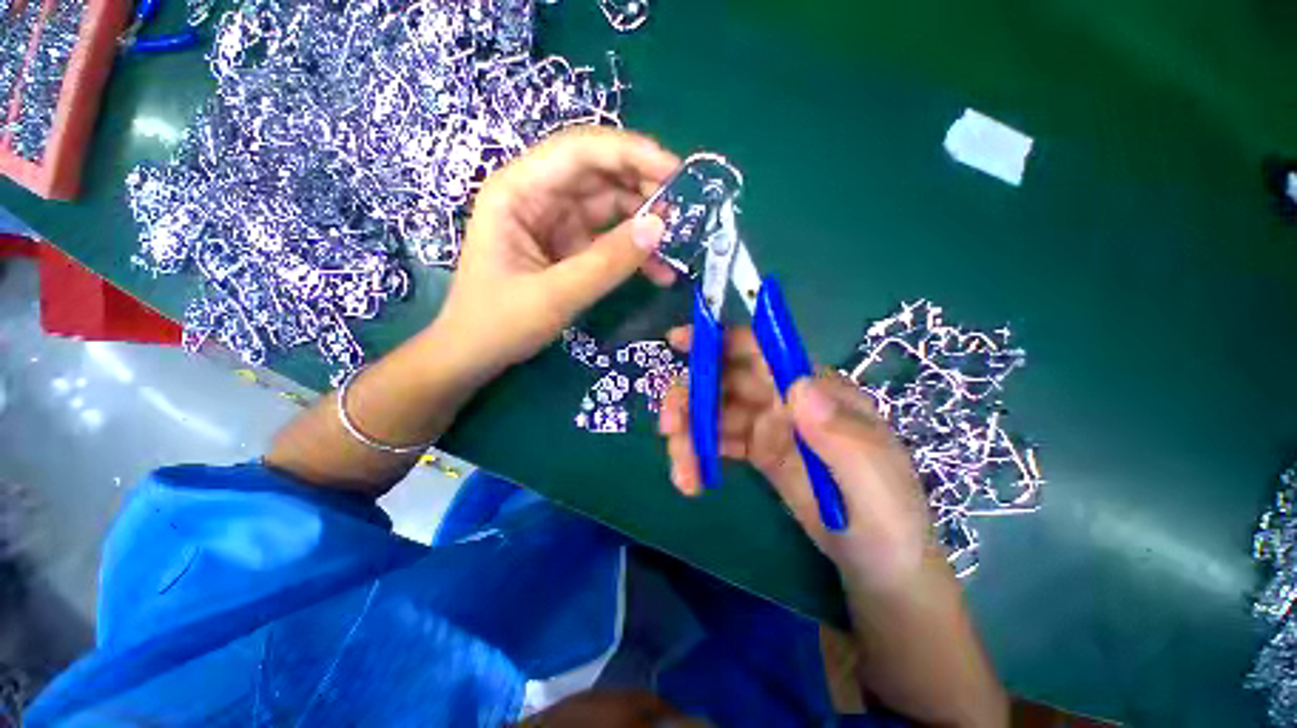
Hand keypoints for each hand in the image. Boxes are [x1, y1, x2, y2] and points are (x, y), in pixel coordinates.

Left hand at [433, 128, 679, 374]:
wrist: (475, 355)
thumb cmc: (500, 324)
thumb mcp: (555, 295)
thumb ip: (608, 262)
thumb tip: (659, 227)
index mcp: (518, 191)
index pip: (580, 151)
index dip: (631, 154)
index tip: (676, 174)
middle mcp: (537, 196)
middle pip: (599, 173)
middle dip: (644, 188)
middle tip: (685, 211)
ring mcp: (554, 221)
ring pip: (609, 206)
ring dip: (644, 224)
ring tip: (678, 246)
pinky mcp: (568, 246)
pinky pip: (608, 237)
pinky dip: (633, 251)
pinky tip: (658, 271)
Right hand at [658, 326, 937, 590]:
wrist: (879, 566)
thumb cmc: (888, 521)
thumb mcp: (875, 481)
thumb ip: (842, 433)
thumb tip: (799, 386)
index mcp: (815, 391)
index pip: (763, 350)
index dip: (721, 340)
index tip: (678, 341)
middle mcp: (787, 399)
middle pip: (726, 380)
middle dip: (691, 397)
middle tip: (668, 427)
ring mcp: (769, 425)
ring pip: (715, 412)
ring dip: (689, 435)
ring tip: (682, 473)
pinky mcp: (757, 451)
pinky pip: (718, 441)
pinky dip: (698, 454)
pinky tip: (692, 480)